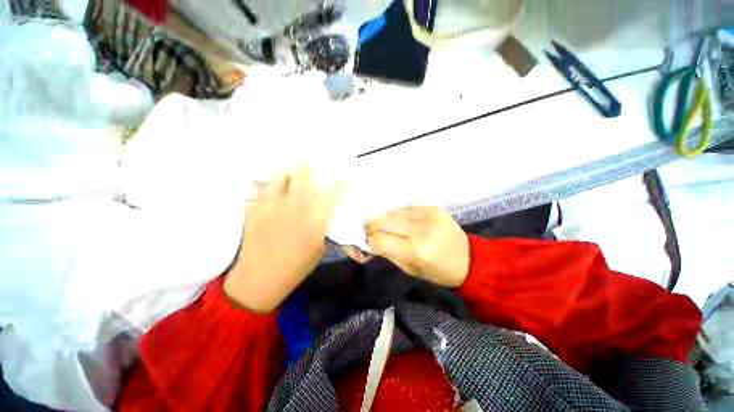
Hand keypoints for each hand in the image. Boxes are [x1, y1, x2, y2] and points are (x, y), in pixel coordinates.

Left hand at [224, 166, 341, 311]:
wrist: (260, 278)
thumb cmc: (297, 266)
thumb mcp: (321, 246)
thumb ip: (326, 223)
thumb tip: (329, 208)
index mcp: (316, 219)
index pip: (334, 191)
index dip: (343, 181)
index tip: (348, 176)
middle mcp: (296, 206)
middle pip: (305, 174)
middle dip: (310, 167)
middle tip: (312, 166)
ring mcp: (273, 204)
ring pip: (283, 176)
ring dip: (290, 175)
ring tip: (292, 179)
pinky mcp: (255, 207)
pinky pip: (265, 186)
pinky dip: (273, 185)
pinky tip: (275, 192)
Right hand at [364, 206, 469, 287]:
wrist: (469, 259)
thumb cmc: (438, 271)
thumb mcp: (410, 269)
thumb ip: (388, 253)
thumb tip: (370, 241)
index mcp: (416, 250)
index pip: (380, 240)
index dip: (369, 241)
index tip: (366, 241)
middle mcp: (421, 230)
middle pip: (384, 222)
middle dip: (371, 226)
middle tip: (368, 230)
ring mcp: (428, 215)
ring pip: (393, 212)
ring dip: (384, 219)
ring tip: (382, 224)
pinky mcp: (433, 208)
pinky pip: (406, 208)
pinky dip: (398, 214)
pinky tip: (398, 220)